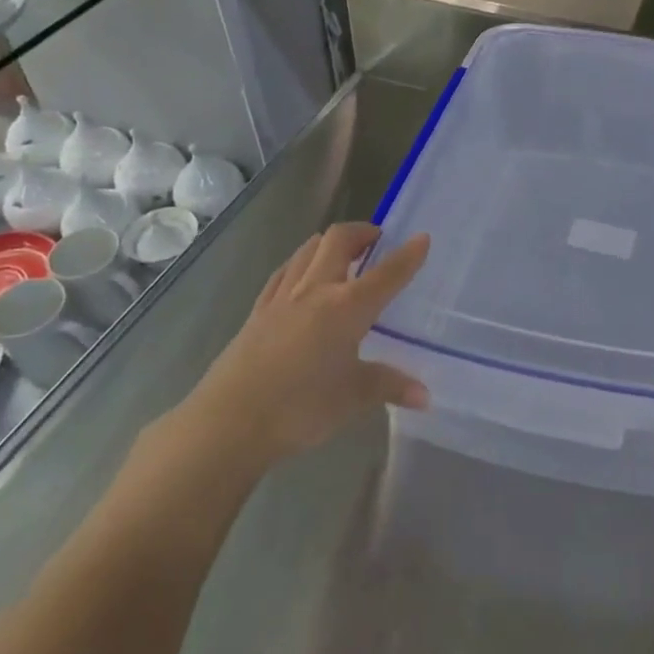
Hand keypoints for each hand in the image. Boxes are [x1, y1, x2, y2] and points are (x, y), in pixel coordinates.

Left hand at [192, 223, 429, 468]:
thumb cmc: (300, 407)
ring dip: (329, 242)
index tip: (422, 238)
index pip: (386, 273)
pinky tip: (301, 276)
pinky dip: (300, 263)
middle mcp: (316, 290)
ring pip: (307, 250)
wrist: (229, 422)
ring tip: (342, 253)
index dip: (408, 255)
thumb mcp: (353, 398)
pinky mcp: (257, 311)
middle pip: (339, 241)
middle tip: (377, 239)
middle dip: (361, 232)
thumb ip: (390, 387)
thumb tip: (425, 395)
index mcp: (347, 307)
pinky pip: (284, 272)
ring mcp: (282, 297)